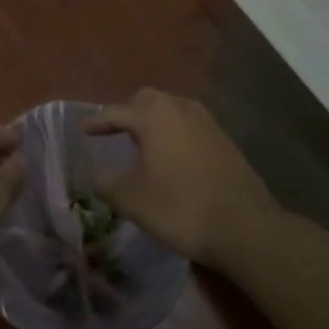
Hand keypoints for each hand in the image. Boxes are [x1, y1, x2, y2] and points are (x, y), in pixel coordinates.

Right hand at [85, 89, 277, 269]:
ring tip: (143, 144)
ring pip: (171, 110)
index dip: (98, 121)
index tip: (84, 129)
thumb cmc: (180, 207)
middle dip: (128, 112)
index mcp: (153, 115)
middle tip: (115, 130)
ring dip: (154, 122)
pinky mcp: (224, 140)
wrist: (245, 227)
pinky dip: (174, 133)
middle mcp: (180, 108)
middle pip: (147, 100)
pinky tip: (172, 157)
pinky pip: (189, 125)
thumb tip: (98, 177)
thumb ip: (108, 185)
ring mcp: (206, 122)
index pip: (116, 111)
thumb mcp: (133, 201)